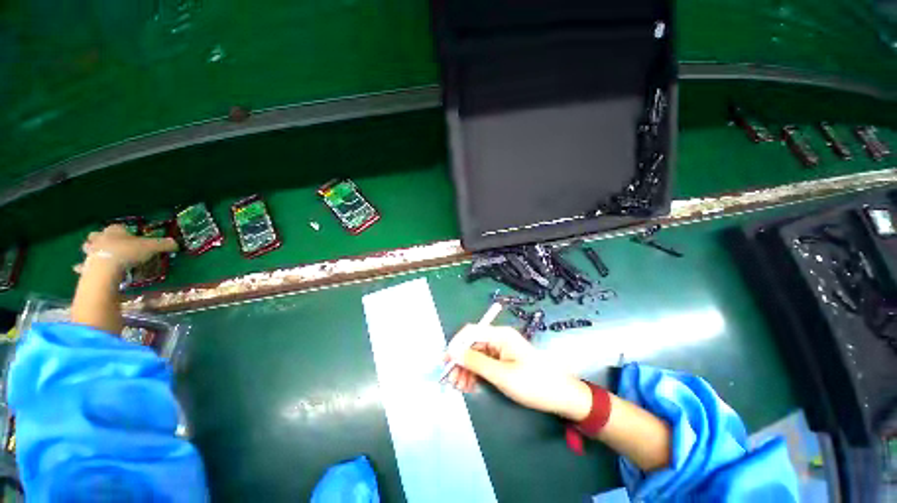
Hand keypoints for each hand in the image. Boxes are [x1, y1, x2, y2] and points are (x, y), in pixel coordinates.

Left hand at [74, 224, 177, 273]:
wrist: (108, 268)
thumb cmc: (128, 252)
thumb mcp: (152, 247)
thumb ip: (164, 244)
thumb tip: (177, 243)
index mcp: (115, 231)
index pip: (117, 227)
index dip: (122, 232)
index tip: (128, 237)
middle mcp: (101, 238)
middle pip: (97, 235)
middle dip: (100, 239)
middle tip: (107, 245)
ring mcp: (91, 251)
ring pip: (88, 248)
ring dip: (91, 250)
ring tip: (97, 256)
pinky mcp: (86, 265)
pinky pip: (82, 265)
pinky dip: (81, 266)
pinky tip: (79, 269)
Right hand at [445, 325, 591, 420]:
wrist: (562, 397)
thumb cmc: (534, 383)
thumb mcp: (502, 375)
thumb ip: (476, 362)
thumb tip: (453, 352)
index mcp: (500, 335)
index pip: (471, 331)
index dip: (456, 344)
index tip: (446, 362)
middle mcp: (499, 338)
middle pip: (472, 344)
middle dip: (460, 361)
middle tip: (452, 380)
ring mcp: (501, 350)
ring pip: (476, 355)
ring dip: (466, 369)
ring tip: (460, 387)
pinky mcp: (503, 360)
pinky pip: (484, 363)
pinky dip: (475, 373)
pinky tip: (470, 385)